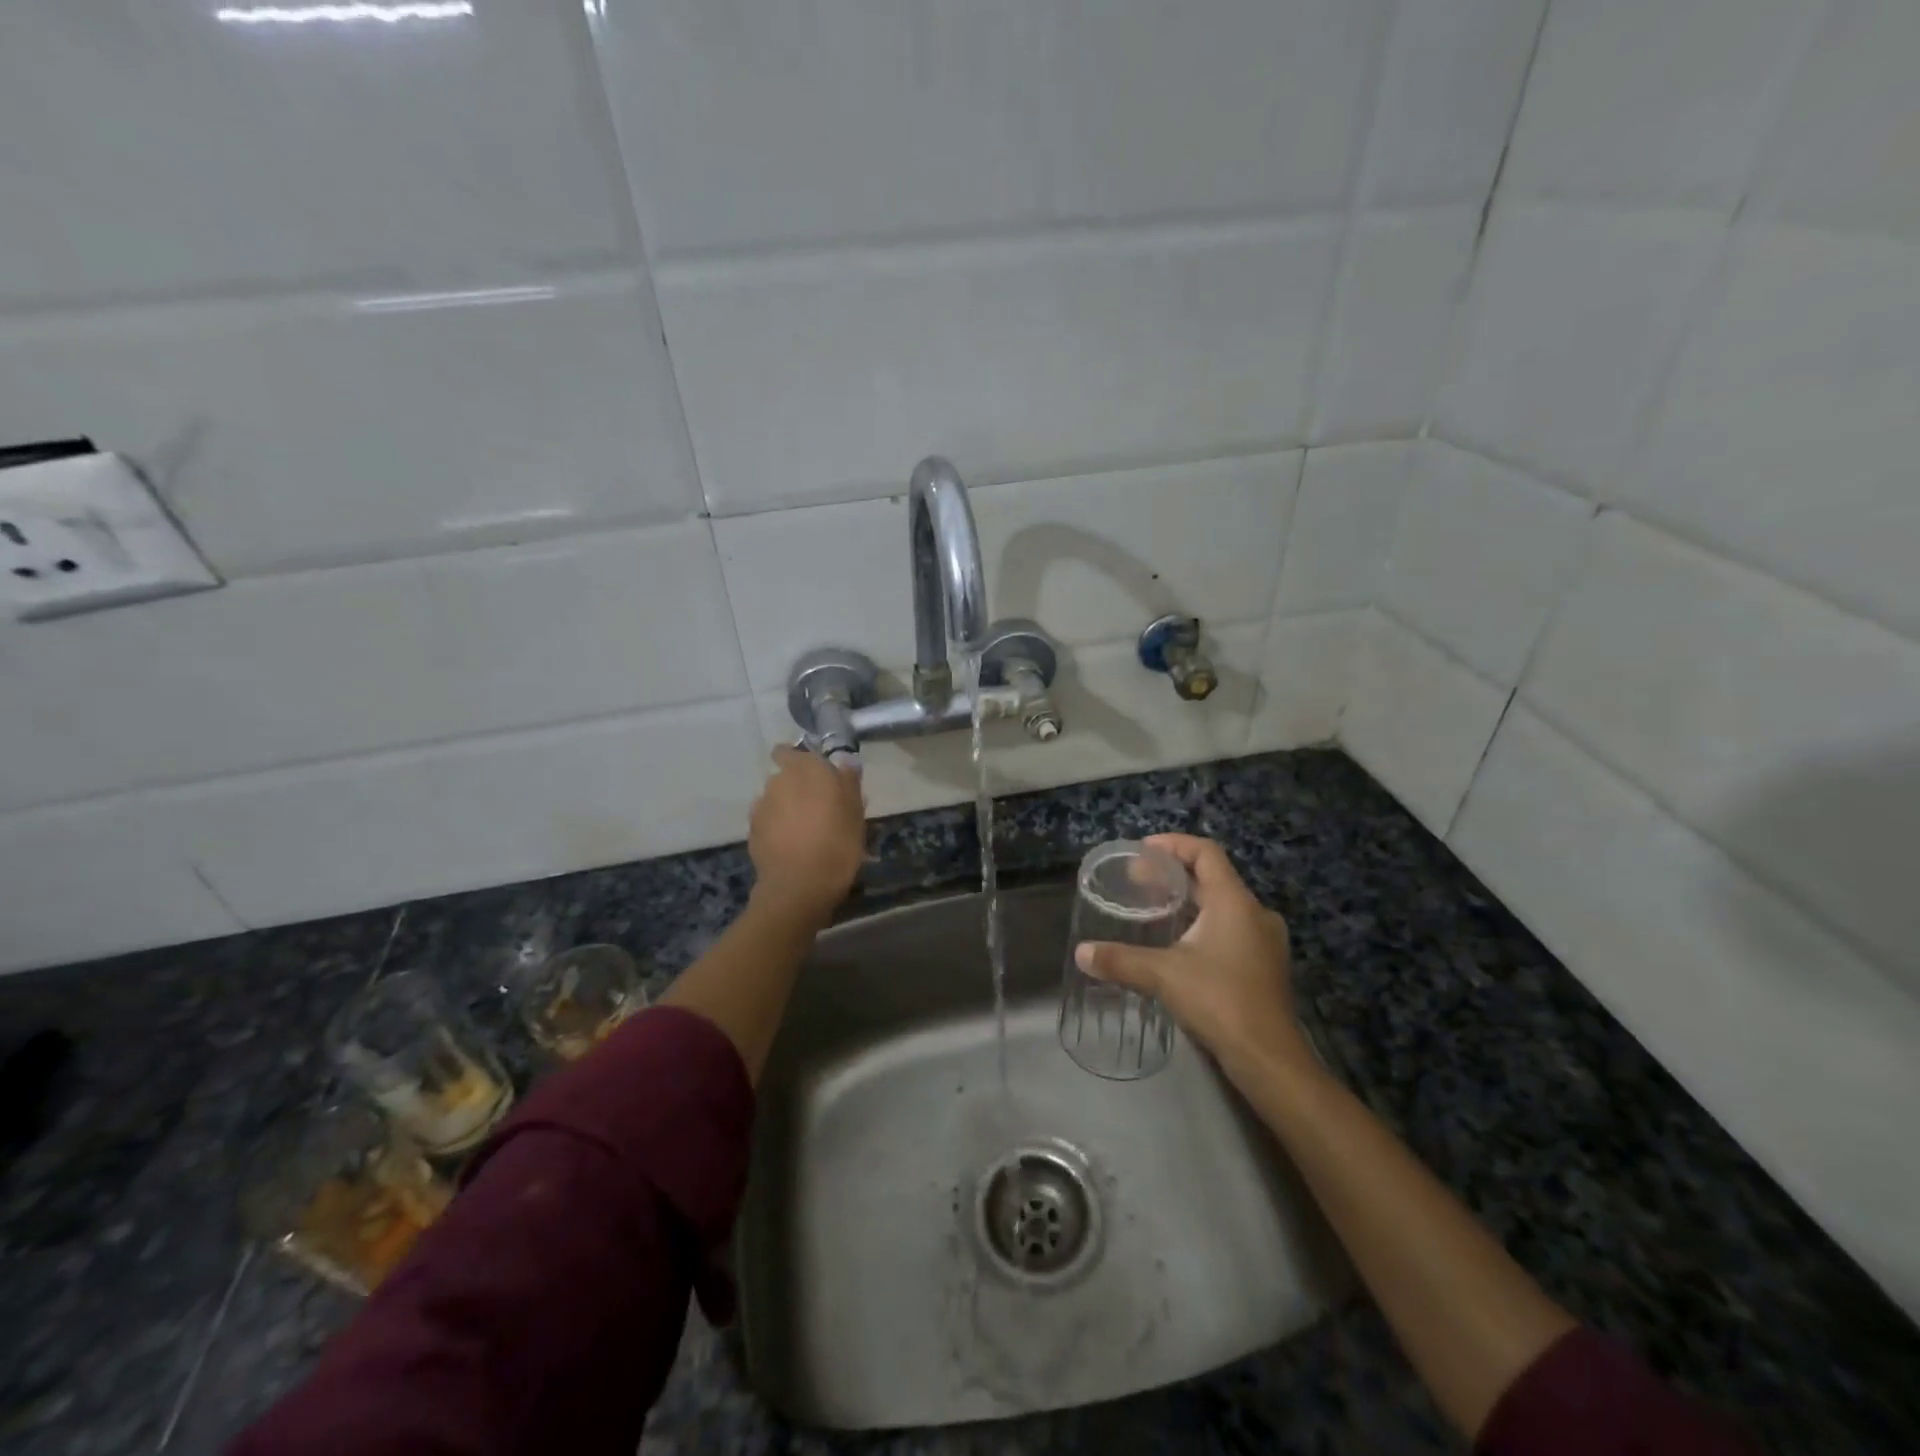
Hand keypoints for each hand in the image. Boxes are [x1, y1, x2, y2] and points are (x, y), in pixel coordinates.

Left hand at [748, 746, 865, 922]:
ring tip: (805, 831)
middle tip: (819, 808)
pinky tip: (792, 845)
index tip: (817, 777)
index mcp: (806, 769)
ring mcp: (761, 806)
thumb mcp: (856, 812)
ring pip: (776, 799)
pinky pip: (768, 820)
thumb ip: (849, 782)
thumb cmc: (837, 843)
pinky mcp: (752, 830)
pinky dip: (777, 827)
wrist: (799, 886)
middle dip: (797, 787)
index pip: (791, 751)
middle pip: (785, 776)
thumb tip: (845, 761)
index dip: (801, 761)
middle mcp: (778, 780)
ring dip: (786, 808)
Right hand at [1075, 833, 1312, 1082]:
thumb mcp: (1163, 976)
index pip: (1206, 853)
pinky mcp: (1264, 965)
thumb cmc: (1219, 1002)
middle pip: (1213, 877)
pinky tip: (1180, 943)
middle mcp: (1255, 913)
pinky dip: (1204, 923)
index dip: (1174, 844)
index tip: (1143, 850)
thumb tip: (1081, 952)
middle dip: (1174, 874)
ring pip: (1223, 904)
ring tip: (1155, 907)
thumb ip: (1120, 960)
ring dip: (1190, 900)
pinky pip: (1231, 927)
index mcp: (1234, 902)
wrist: (1269, 1059)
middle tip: (1138, 880)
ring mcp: (1265, 940)